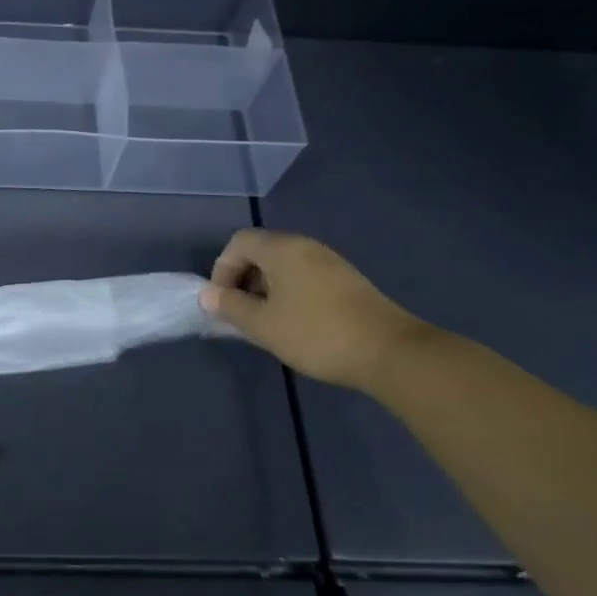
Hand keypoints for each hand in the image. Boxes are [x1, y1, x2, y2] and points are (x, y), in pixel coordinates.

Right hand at [200, 231, 429, 389]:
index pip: (238, 243)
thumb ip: (230, 306)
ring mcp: (329, 262)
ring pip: (283, 267)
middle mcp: (306, 247)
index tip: (224, 303)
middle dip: (242, 281)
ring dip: (265, 290)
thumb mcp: (263, 325)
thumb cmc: (316, 334)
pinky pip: (304, 277)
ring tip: (266, 324)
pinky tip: (294, 325)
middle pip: (260, 252)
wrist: (389, 352)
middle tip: (242, 315)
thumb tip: (206, 295)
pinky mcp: (346, 281)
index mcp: (282, 249)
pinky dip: (288, 294)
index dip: (222, 269)